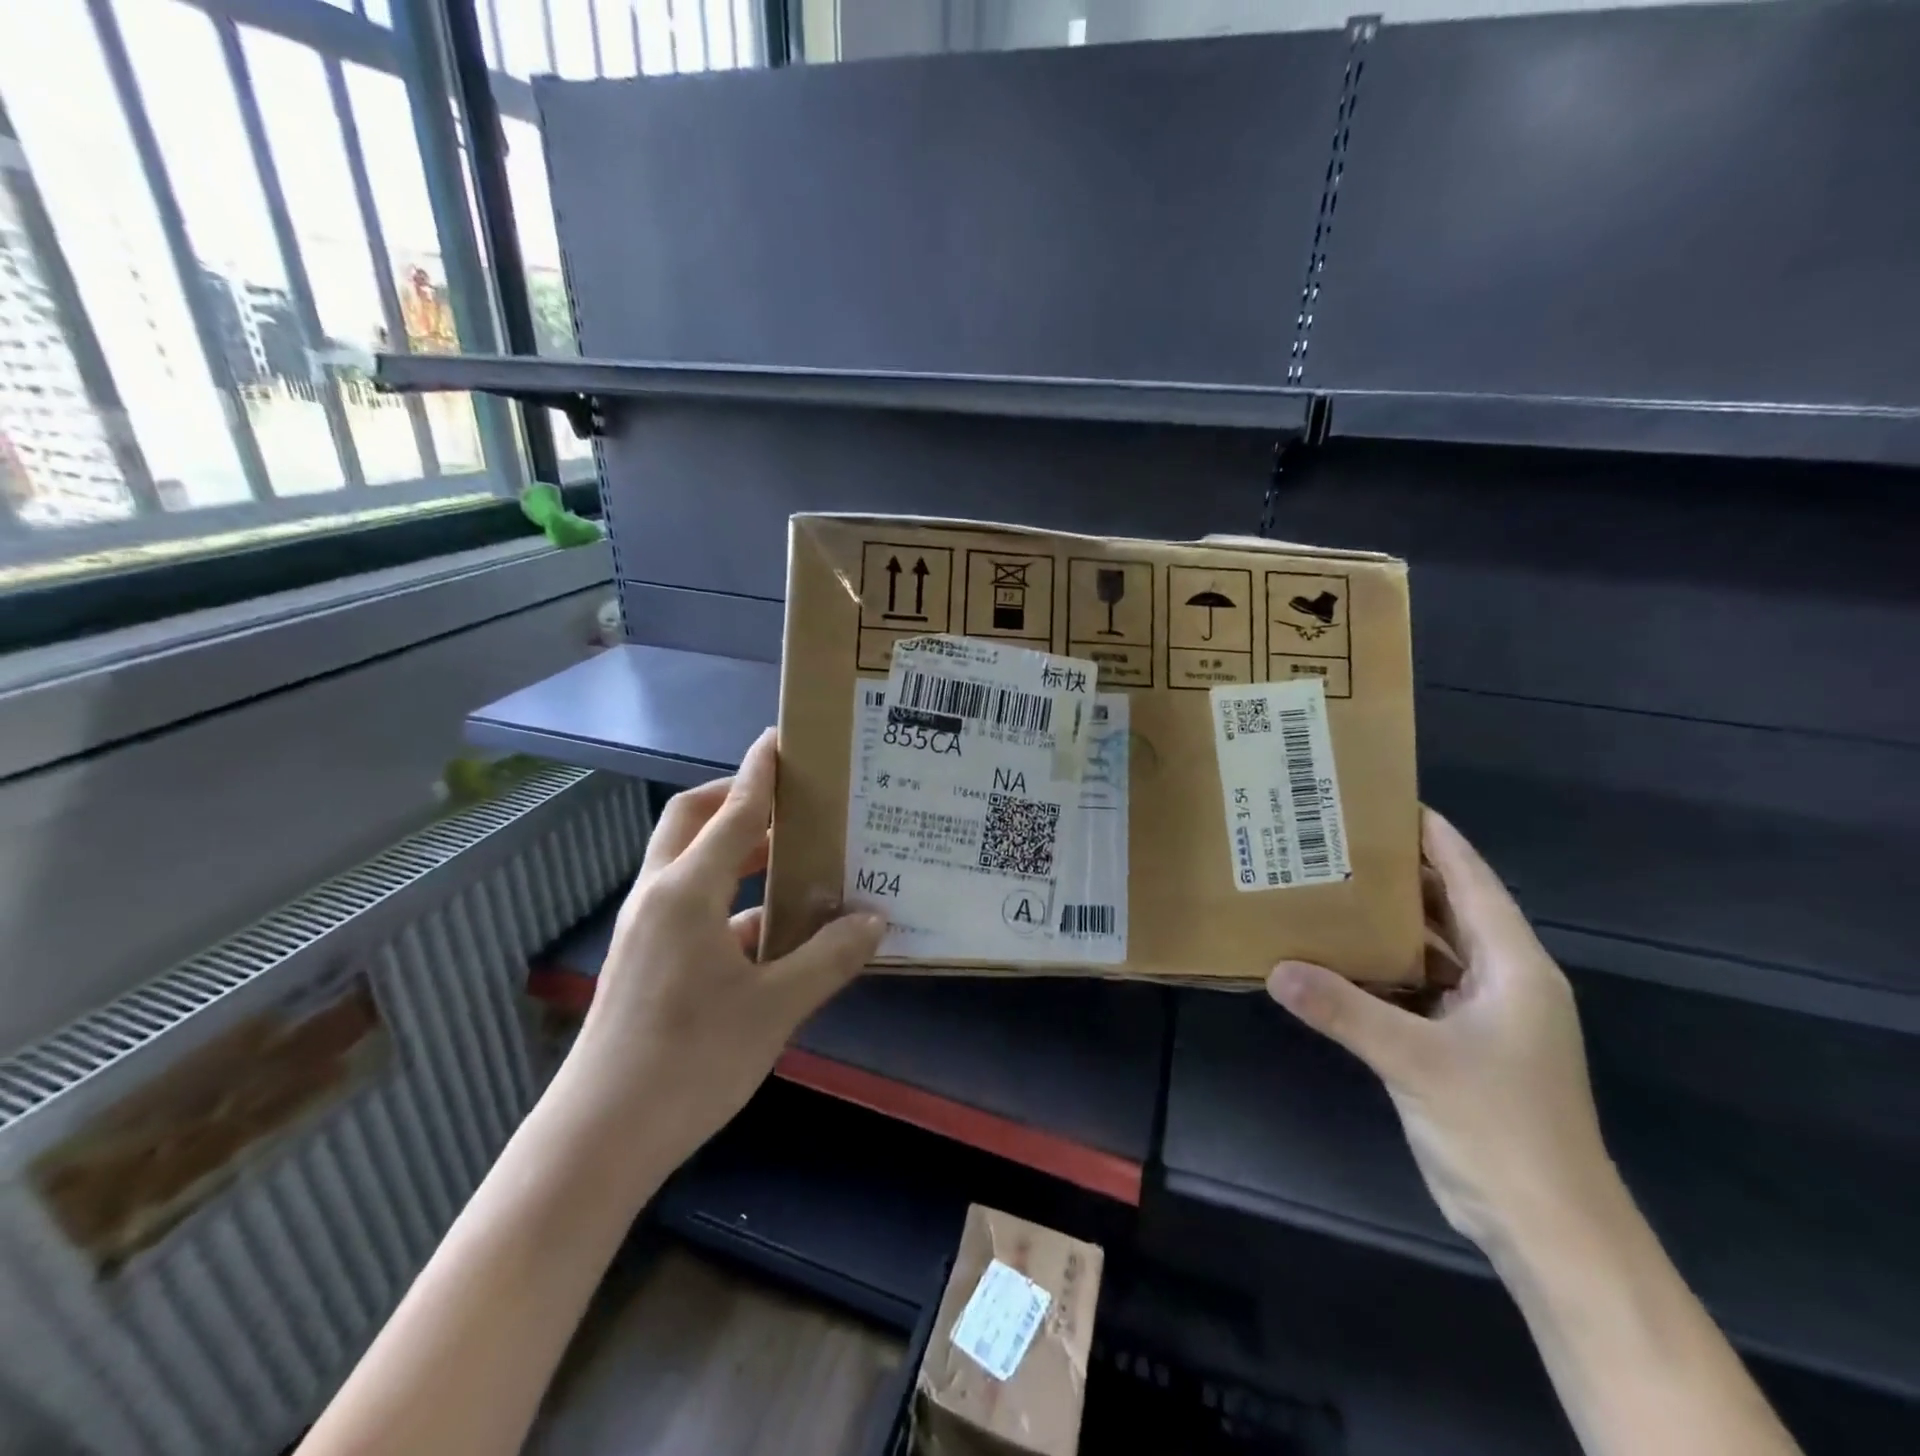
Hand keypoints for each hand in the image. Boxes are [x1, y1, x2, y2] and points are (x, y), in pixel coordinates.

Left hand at [568, 729, 884, 1164]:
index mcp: (687, 892)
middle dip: (737, 799)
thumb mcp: (774, 1008)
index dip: (759, 773)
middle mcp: (660, 896)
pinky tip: (775, 927)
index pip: (732, 812)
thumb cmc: (690, 1062)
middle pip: (693, 820)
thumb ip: (828, 958)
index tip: (780, 738)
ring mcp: (647, 928)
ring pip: (691, 863)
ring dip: (736, 849)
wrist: (599, 1140)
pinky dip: (732, 898)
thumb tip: (875, 921)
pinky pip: (692, 905)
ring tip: (793, 855)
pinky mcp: (647, 959)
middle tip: (790, 799)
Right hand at [1266, 809, 1613, 1253]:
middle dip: (1399, 874)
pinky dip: (1376, 969)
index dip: (1436, 838)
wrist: (1546, 1229)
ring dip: (1383, 923)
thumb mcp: (1416, 1061)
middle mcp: (1500, 981)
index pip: (1472, 881)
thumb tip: (1274, 968)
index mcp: (1513, 968)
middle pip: (1447, 908)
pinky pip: (1411, 987)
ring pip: (1427, 949)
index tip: (1389, 800)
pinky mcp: (1455, 1045)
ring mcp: (1479, 1015)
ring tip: (1327, 886)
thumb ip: (1344, 1010)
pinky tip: (1331, 957)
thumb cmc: (1501, 1129)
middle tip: (1337, 839)